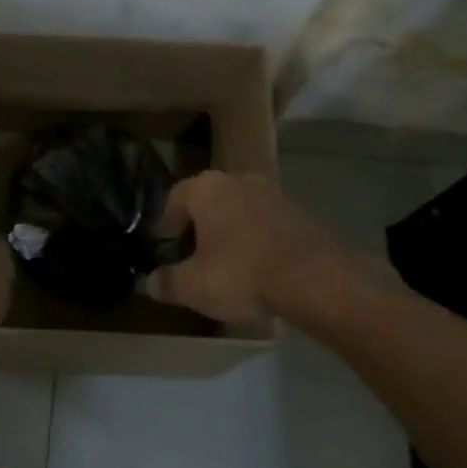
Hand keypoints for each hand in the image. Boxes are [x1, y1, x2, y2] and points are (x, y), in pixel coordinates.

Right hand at [147, 171, 349, 326]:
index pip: (174, 198)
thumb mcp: (194, 287)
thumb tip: (150, 282)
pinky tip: (258, 268)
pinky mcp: (299, 211)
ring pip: (239, 211)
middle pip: (208, 201)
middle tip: (193, 257)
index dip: (165, 224)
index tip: (164, 248)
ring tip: (227, 266)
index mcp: (207, 189)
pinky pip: (265, 223)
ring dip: (230, 233)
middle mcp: (238, 180)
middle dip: (198, 227)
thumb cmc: (243, 275)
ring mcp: (273, 193)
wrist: (316, 279)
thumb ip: (167, 282)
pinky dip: (256, 240)